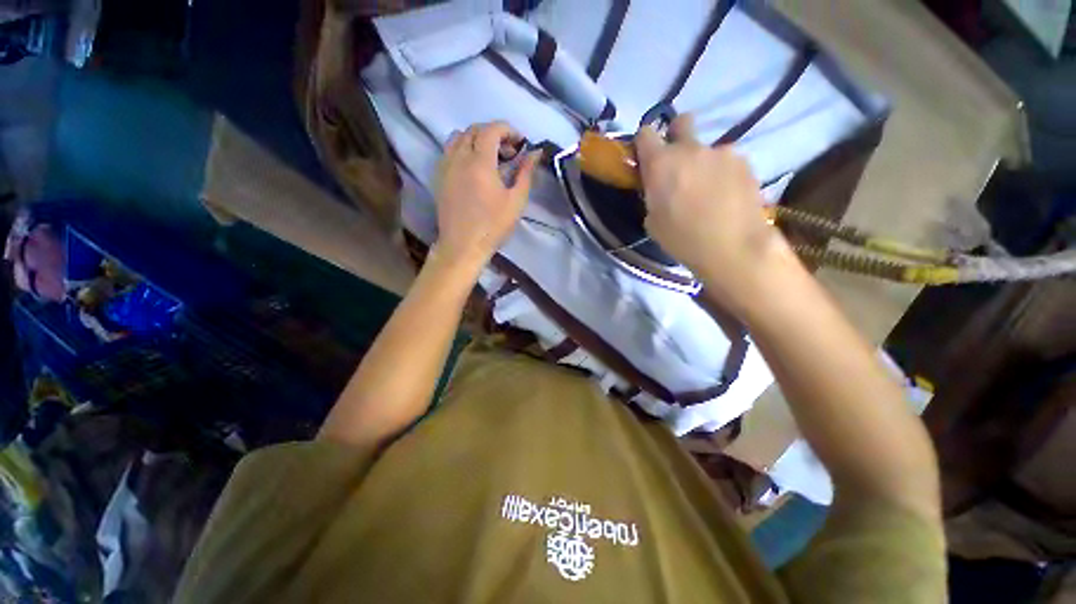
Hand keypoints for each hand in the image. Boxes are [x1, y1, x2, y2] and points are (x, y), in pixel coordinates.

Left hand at [433, 121, 539, 274]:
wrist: (463, 246)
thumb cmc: (493, 226)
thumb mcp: (516, 201)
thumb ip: (526, 173)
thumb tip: (535, 153)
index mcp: (480, 162)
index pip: (491, 130)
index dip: (508, 130)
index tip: (521, 143)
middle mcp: (459, 157)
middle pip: (474, 130)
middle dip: (494, 134)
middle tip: (509, 152)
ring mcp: (446, 166)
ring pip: (458, 137)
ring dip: (476, 139)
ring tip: (489, 157)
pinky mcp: (439, 177)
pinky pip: (448, 151)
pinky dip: (462, 149)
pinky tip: (472, 167)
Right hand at [636, 115, 786, 302]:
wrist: (732, 246)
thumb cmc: (682, 238)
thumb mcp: (652, 222)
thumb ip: (653, 195)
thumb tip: (660, 188)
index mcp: (660, 163)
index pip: (645, 133)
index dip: (644, 143)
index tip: (646, 159)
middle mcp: (690, 149)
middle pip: (682, 122)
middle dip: (677, 134)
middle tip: (678, 163)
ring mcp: (720, 152)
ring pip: (706, 149)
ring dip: (703, 163)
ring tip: (709, 192)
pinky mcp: (744, 161)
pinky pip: (727, 161)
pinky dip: (723, 173)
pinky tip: (727, 196)